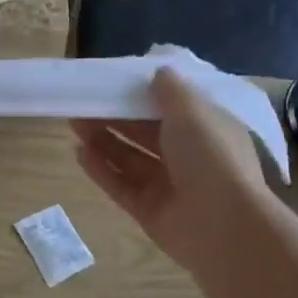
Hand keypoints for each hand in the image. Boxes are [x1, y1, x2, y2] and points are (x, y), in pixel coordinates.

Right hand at [72, 67, 280, 274]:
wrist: (223, 225)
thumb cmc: (211, 156)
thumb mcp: (192, 110)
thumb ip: (171, 90)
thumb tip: (160, 72)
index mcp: (206, 130)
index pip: (172, 109)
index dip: (143, 95)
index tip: (114, 83)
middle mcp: (189, 157)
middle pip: (144, 133)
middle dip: (114, 117)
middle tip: (83, 103)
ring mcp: (168, 187)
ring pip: (129, 159)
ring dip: (103, 140)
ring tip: (74, 123)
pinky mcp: (149, 212)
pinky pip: (120, 186)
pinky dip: (101, 170)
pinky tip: (79, 153)